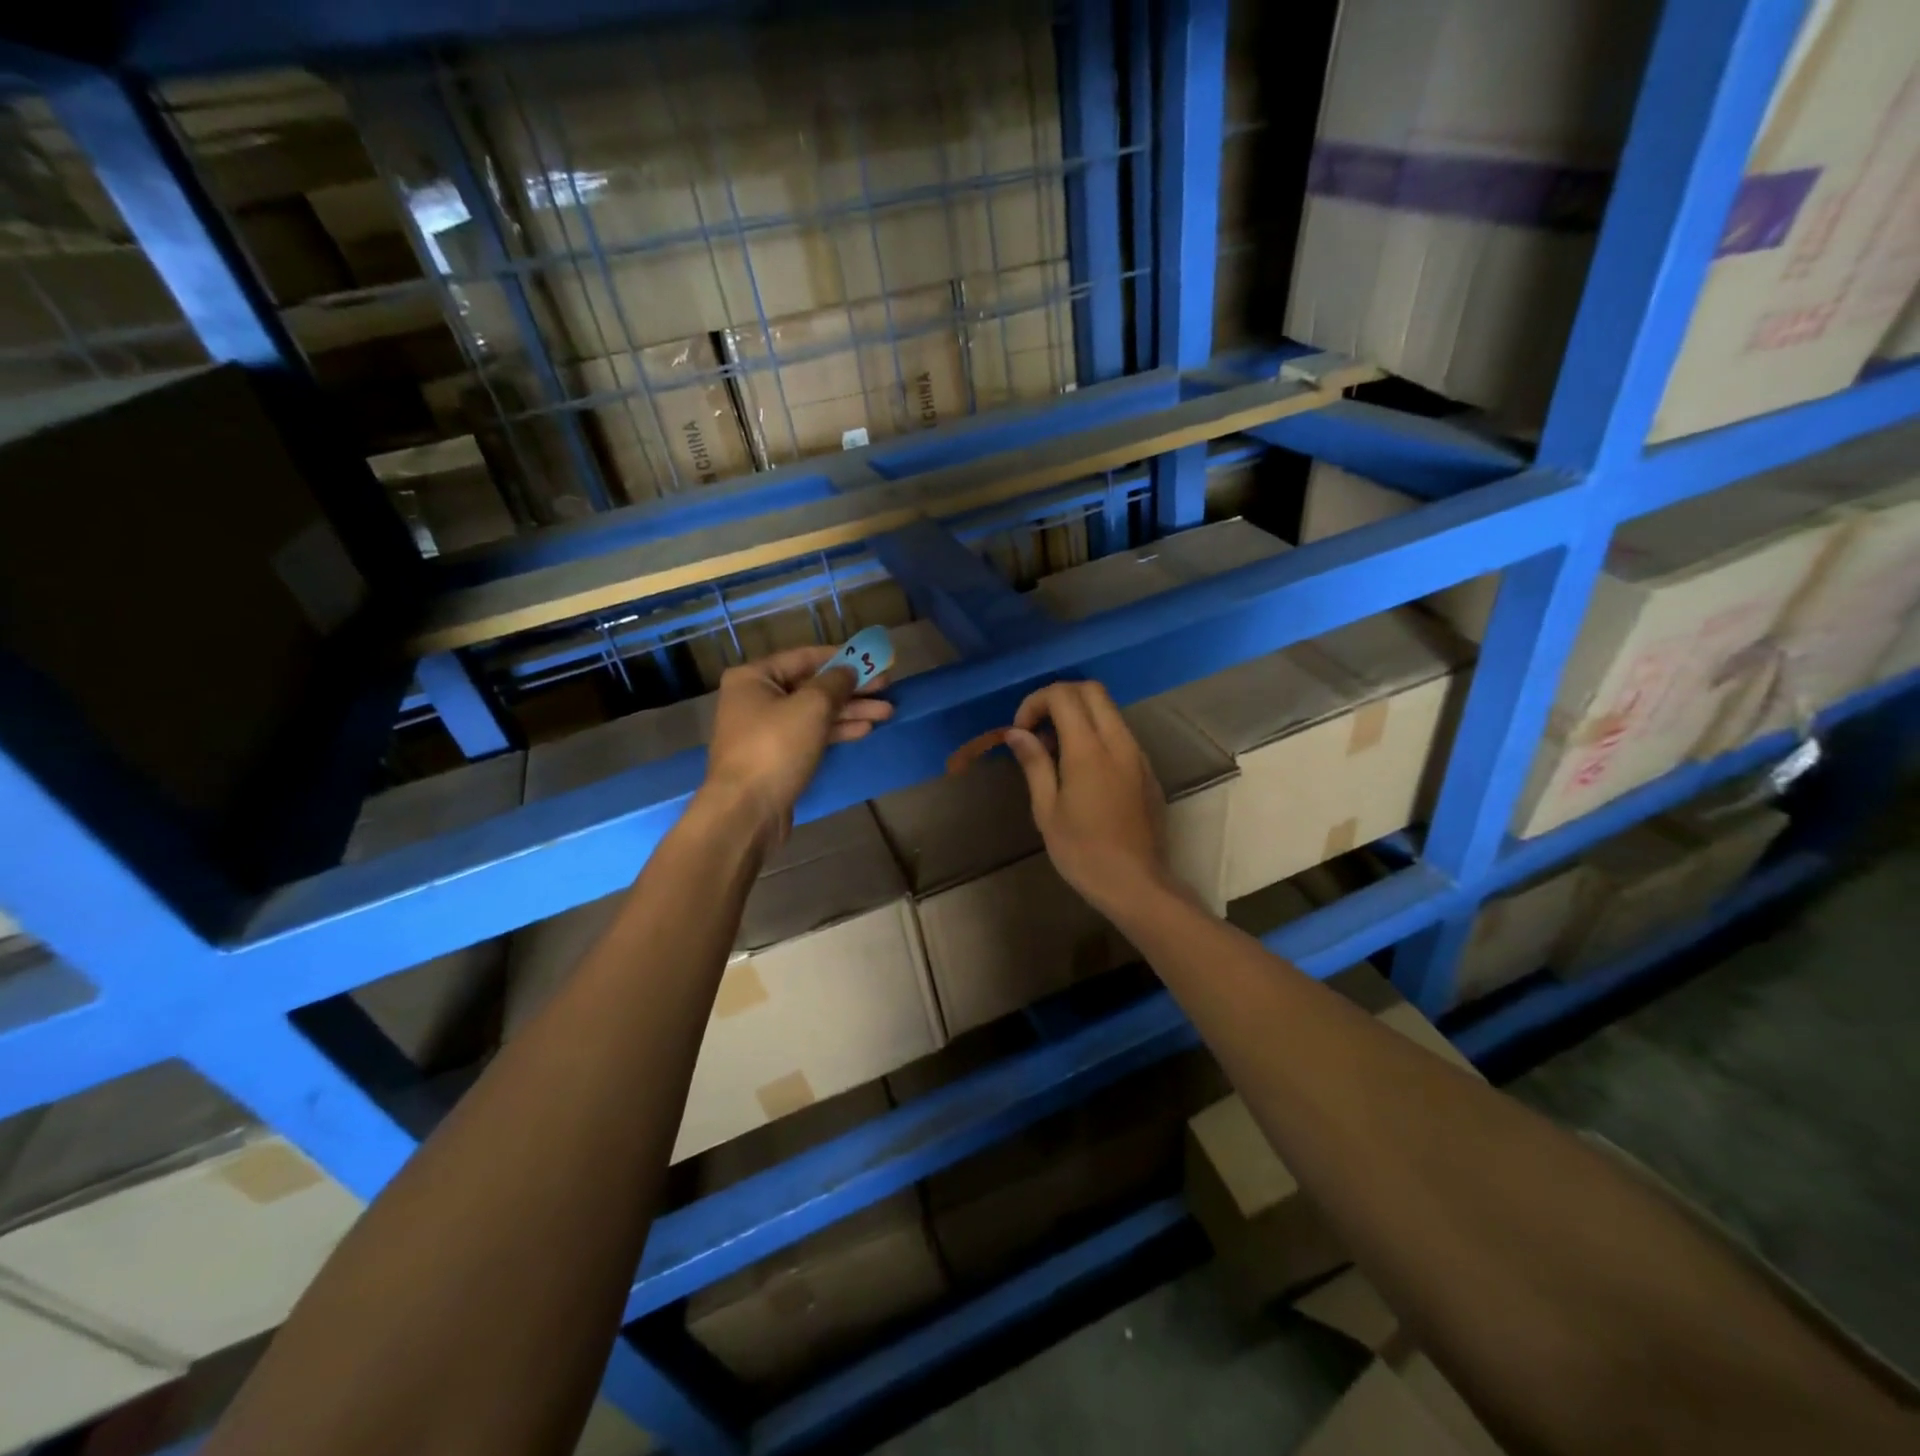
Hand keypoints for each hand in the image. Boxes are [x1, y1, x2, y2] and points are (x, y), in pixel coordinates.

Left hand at [700, 645, 892, 843]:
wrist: (746, 811)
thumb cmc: (775, 748)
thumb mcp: (811, 707)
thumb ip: (835, 683)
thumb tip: (849, 671)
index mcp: (754, 677)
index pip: (805, 657)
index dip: (842, 657)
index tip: (873, 660)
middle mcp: (756, 698)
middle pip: (812, 686)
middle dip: (851, 688)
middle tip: (887, 687)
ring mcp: (765, 730)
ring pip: (814, 712)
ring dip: (850, 711)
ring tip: (886, 712)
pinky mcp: (777, 756)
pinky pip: (810, 734)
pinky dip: (836, 730)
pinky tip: (864, 730)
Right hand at [1003, 681, 1177, 916]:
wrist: (1135, 884)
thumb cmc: (1082, 852)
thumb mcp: (1047, 810)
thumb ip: (1034, 763)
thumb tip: (1017, 733)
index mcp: (1089, 751)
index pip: (1064, 696)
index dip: (1035, 702)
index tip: (1021, 730)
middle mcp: (1119, 742)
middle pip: (1092, 690)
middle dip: (1058, 697)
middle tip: (1037, 728)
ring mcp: (1138, 755)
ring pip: (1109, 710)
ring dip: (1079, 715)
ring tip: (1055, 752)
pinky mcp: (1147, 770)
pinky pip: (1120, 734)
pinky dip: (1096, 734)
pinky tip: (1081, 770)